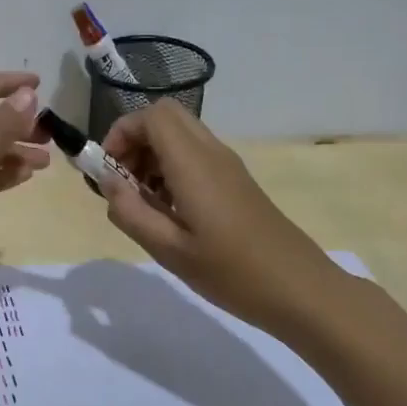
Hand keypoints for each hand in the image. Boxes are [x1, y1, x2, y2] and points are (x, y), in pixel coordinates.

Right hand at [99, 100, 348, 336]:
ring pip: (180, 135)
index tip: (107, 172)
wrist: (300, 289)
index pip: (151, 116)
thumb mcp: (169, 250)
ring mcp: (227, 166)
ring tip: (142, 201)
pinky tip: (168, 210)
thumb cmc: (232, 272)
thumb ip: (130, 212)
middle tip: (123, 181)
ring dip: (151, 155)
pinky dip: (171, 168)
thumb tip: (106, 182)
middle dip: (134, 140)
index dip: (120, 133)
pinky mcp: (235, 181)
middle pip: (166, 117)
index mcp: (193, 164)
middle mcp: (211, 153)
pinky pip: (195, 155)